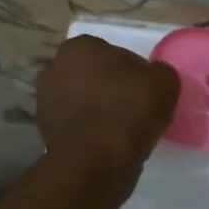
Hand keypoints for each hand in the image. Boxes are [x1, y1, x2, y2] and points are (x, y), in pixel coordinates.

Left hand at [36, 36, 179, 177]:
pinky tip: (108, 144)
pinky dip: (90, 131)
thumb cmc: (129, 111)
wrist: (96, 162)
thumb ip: (159, 72)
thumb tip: (151, 79)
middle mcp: (55, 67)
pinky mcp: (44, 130)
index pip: (116, 55)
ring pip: (84, 101)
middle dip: (112, 89)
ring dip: (100, 110)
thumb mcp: (164, 82)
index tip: (148, 93)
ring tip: (123, 131)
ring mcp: (44, 100)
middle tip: (136, 110)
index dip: (135, 74)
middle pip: (96, 76)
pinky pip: (77, 125)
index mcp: (81, 47)